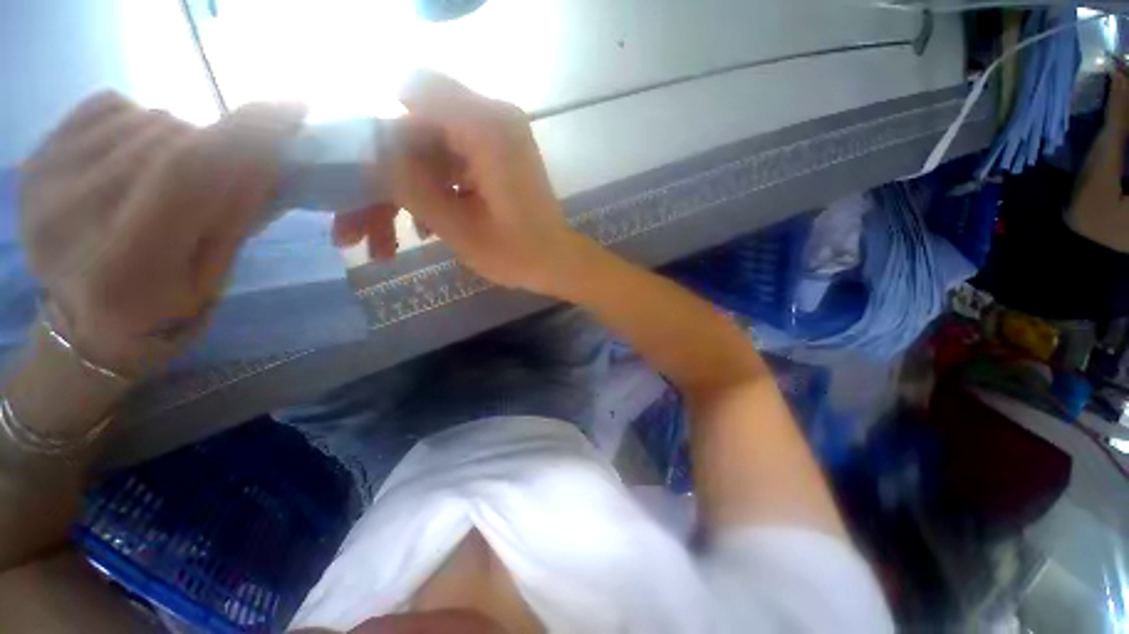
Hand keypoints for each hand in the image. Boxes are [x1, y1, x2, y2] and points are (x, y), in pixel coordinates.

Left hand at [21, 92, 304, 375]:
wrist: (87, 321)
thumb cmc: (162, 309)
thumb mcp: (214, 277)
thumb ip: (235, 217)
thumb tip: (266, 157)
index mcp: (125, 267)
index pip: (187, 173)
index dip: (242, 134)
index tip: (289, 109)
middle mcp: (71, 218)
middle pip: (170, 141)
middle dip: (214, 149)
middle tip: (218, 179)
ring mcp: (44, 184)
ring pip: (145, 120)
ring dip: (179, 139)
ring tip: (170, 177)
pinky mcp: (35, 160)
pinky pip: (109, 106)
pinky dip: (138, 121)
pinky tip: (136, 155)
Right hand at [335, 71, 586, 294]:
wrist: (559, 263)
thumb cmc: (519, 255)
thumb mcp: (460, 229)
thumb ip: (412, 187)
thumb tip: (369, 154)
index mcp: (487, 127)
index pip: (411, 91)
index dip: (379, 129)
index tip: (363, 171)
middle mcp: (493, 117)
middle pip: (418, 125)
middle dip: (388, 173)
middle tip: (363, 222)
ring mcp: (496, 135)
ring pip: (430, 146)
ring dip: (408, 187)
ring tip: (394, 237)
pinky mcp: (497, 154)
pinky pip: (451, 159)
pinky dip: (434, 188)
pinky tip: (425, 225)